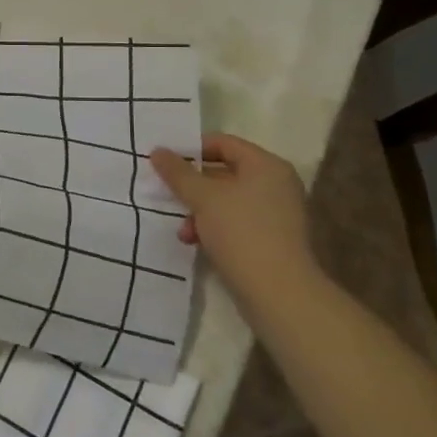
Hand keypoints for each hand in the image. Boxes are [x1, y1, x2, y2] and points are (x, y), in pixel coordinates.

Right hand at [149, 132, 314, 299]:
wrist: (279, 293)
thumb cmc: (241, 233)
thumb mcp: (203, 198)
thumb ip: (178, 172)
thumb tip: (158, 150)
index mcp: (266, 166)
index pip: (223, 143)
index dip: (192, 149)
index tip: (164, 162)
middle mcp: (275, 184)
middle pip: (224, 173)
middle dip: (192, 186)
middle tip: (166, 193)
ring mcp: (275, 214)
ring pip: (226, 200)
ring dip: (199, 211)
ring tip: (182, 228)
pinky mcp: (271, 240)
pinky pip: (235, 222)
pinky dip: (213, 228)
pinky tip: (195, 242)